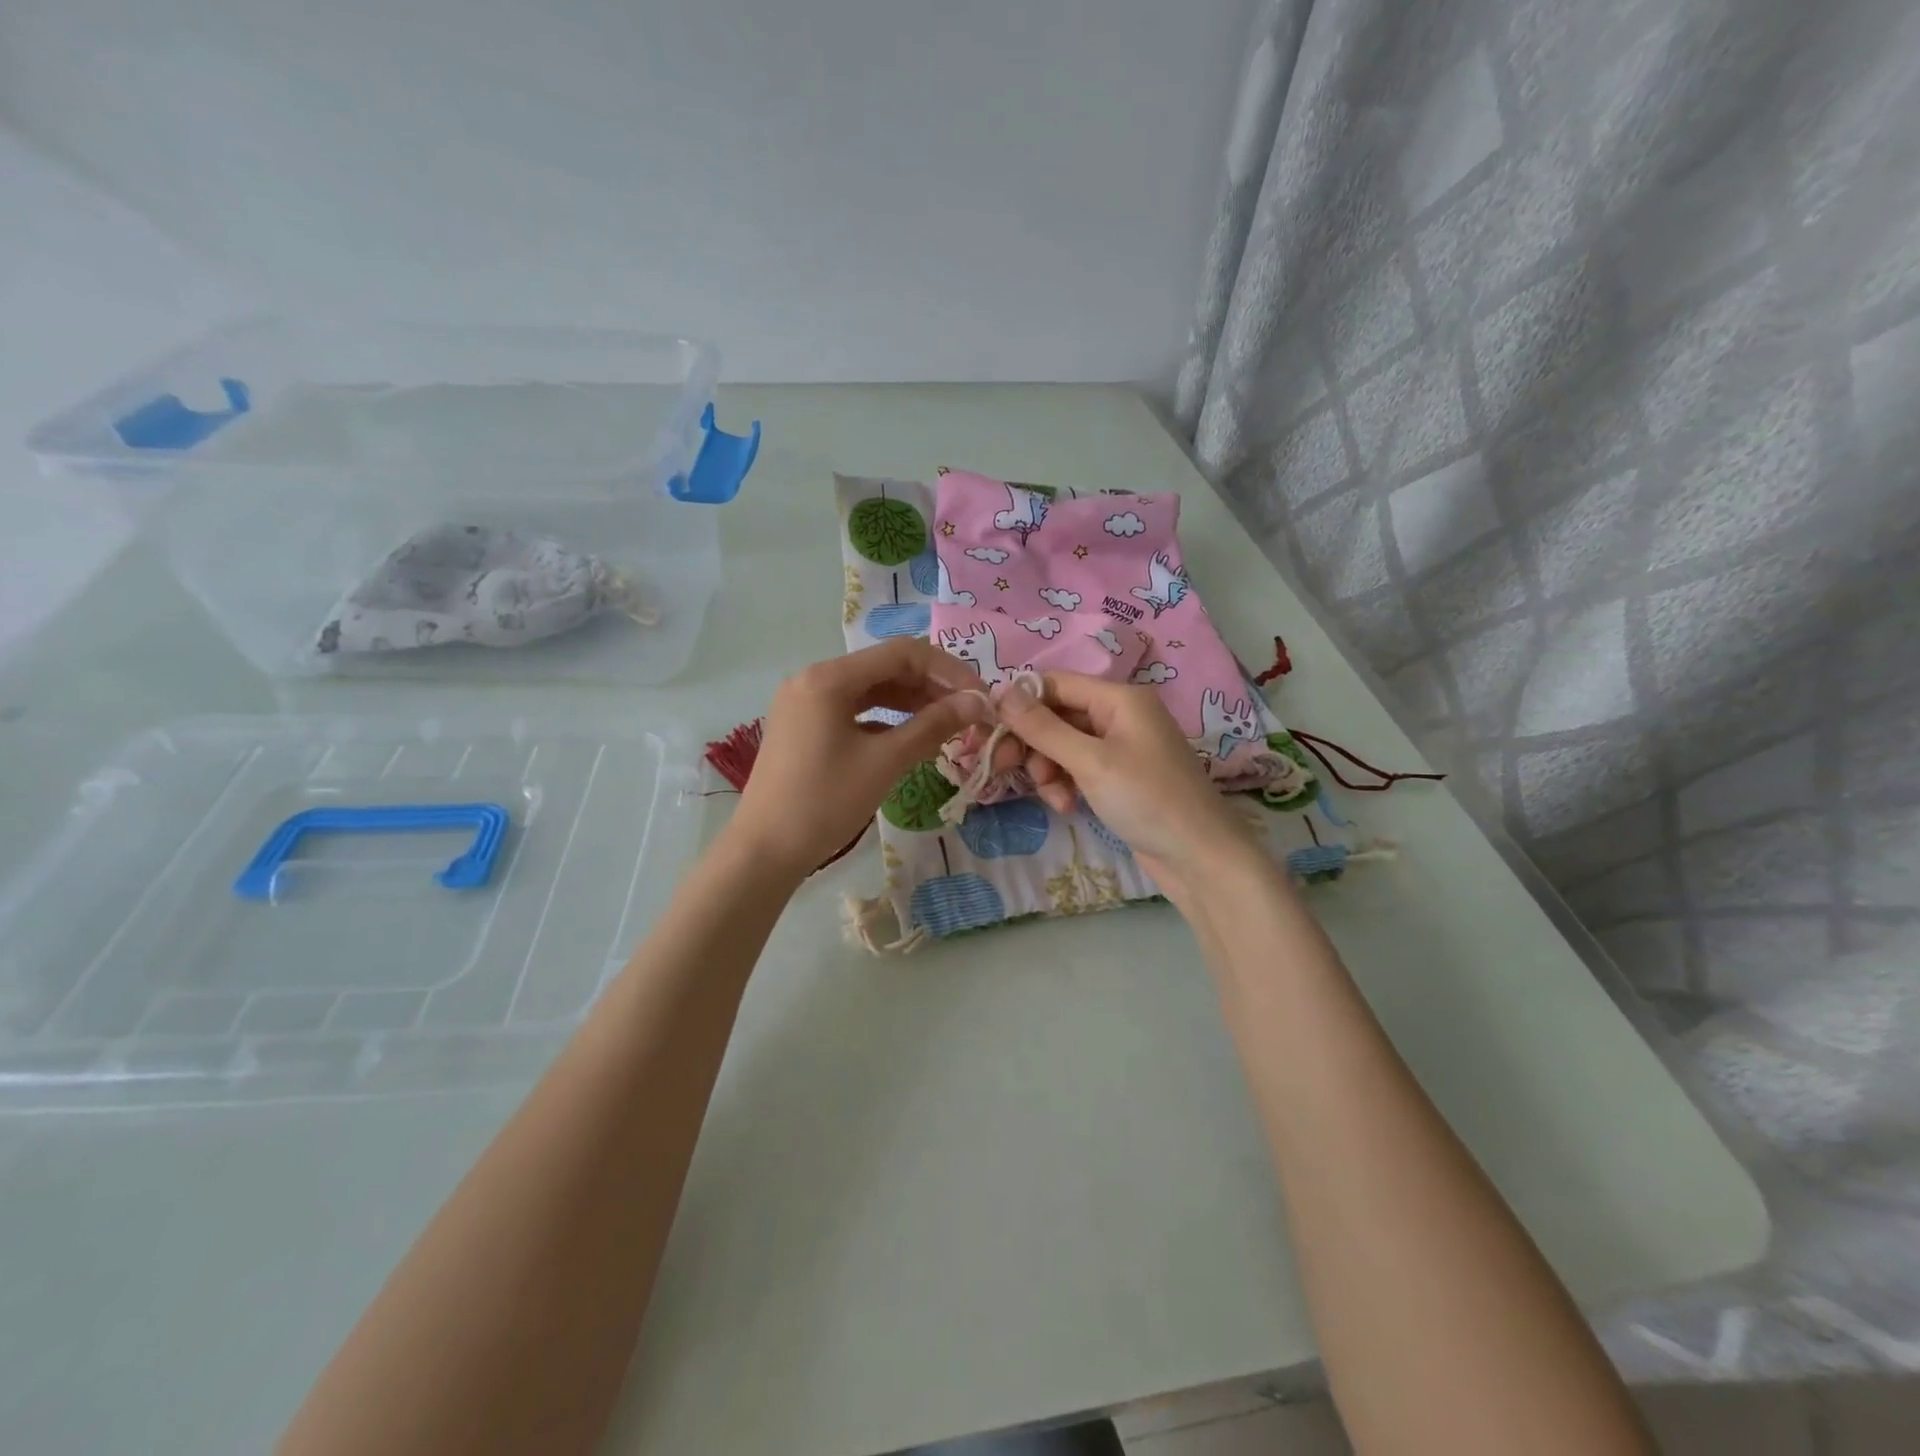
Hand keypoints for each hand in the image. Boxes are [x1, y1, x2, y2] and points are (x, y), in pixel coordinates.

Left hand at [726, 639, 990, 879]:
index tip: (980, 697)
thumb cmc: (825, 802)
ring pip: (870, 689)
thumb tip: (977, 703)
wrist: (764, 851)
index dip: (948, 671)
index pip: (902, 654)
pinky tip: (910, 738)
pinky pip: (853, 710)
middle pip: (885, 668)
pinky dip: (886, 719)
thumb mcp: (885, 761)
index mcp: (829, 677)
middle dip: (931, 687)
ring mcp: (805, 703)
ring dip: (911, 702)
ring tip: (947, 724)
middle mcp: (814, 679)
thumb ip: (933, 725)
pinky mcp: (804, 726)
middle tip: (969, 713)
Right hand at [993, 672, 1262, 897]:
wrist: (1200, 858)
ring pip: (1063, 745)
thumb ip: (1044, 728)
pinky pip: (1078, 768)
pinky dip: (1066, 784)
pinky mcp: (1119, 776)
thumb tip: (1002, 692)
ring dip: (1048, 769)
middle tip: (1006, 768)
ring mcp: (1120, 747)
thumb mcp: (1090, 762)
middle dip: (1033, 743)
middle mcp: (1120, 714)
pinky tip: (1067, 806)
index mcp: (1119, 698)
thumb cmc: (1148, 800)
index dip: (1021, 704)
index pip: (1055, 684)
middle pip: (1056, 715)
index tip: (991, 733)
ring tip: (1054, 797)